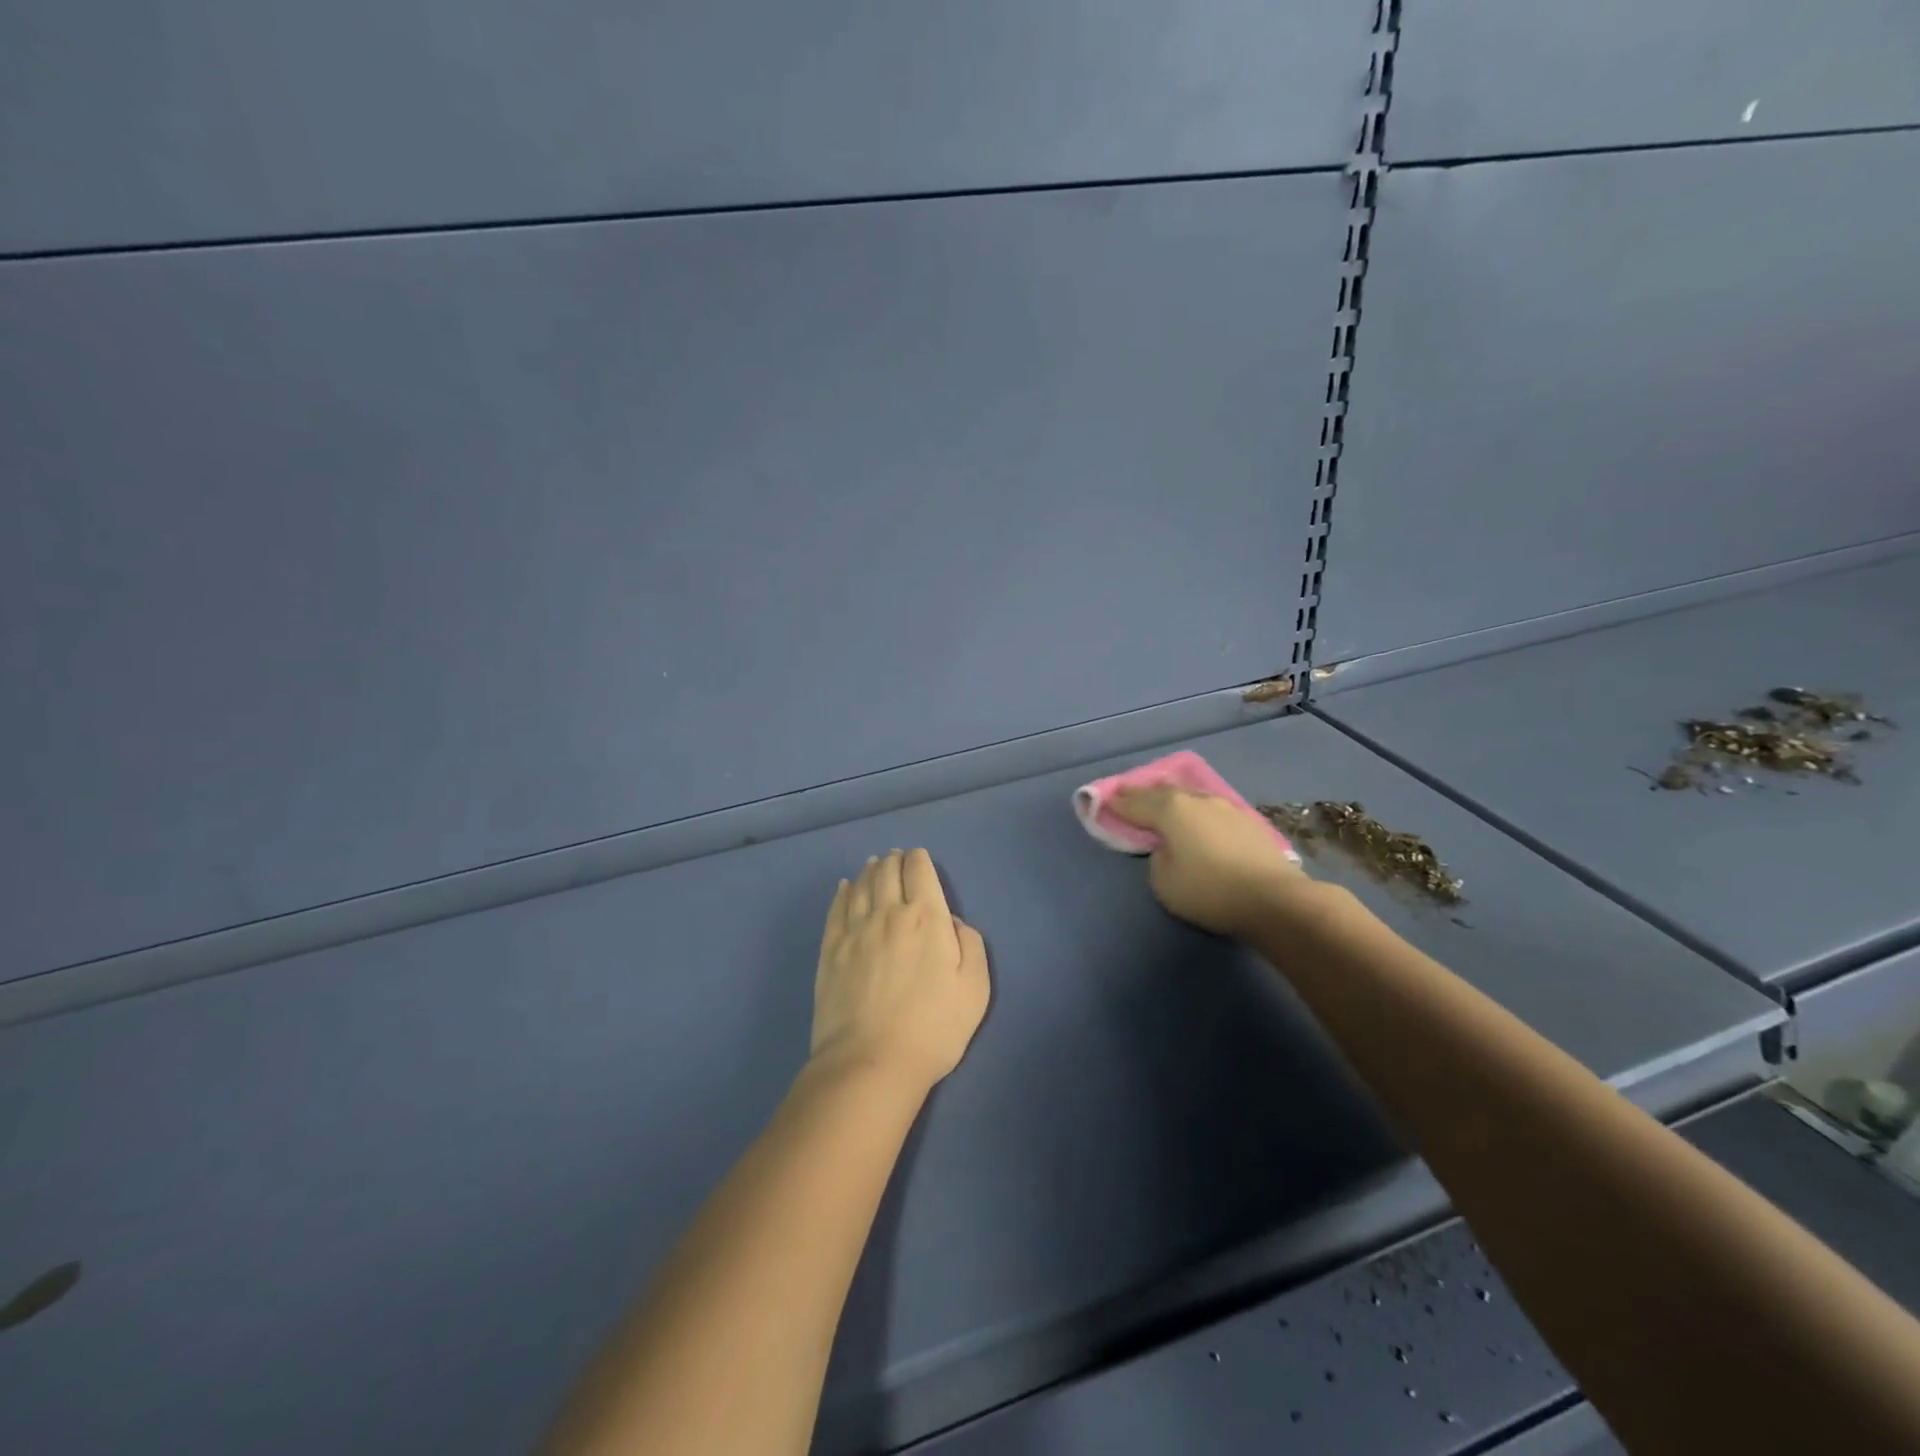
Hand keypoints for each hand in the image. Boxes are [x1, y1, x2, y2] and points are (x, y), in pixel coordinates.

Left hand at [810, 849, 990, 1096]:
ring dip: (870, 871)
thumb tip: (952, 923)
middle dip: (894, 860)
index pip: (920, 872)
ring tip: (874, 865)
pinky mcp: (830, 950)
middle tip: (896, 857)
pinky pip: (836, 909)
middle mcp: (888, 913)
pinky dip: (842, 892)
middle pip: (888, 872)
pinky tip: (844, 887)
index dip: (920, 859)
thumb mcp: (975, 989)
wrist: (871, 1062)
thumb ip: (970, 946)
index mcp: (926, 918)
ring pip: (861, 885)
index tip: (920, 858)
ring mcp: (854, 930)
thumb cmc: (933, 1028)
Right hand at [1109, 785, 1308, 938]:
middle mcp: (1197, 799)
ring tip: (1162, 806)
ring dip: (1172, 800)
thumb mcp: (1163, 881)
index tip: (1102, 801)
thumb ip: (1157, 857)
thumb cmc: (1209, 890)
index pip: (1134, 802)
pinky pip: (1209, 809)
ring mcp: (1226, 807)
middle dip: (1142, 794)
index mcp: (1171, 809)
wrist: (1274, 900)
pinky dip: (1195, 811)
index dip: (1116, 803)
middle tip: (1127, 797)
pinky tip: (1196, 819)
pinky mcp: (1248, 821)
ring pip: (1190, 796)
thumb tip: (1168, 847)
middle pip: (1162, 791)